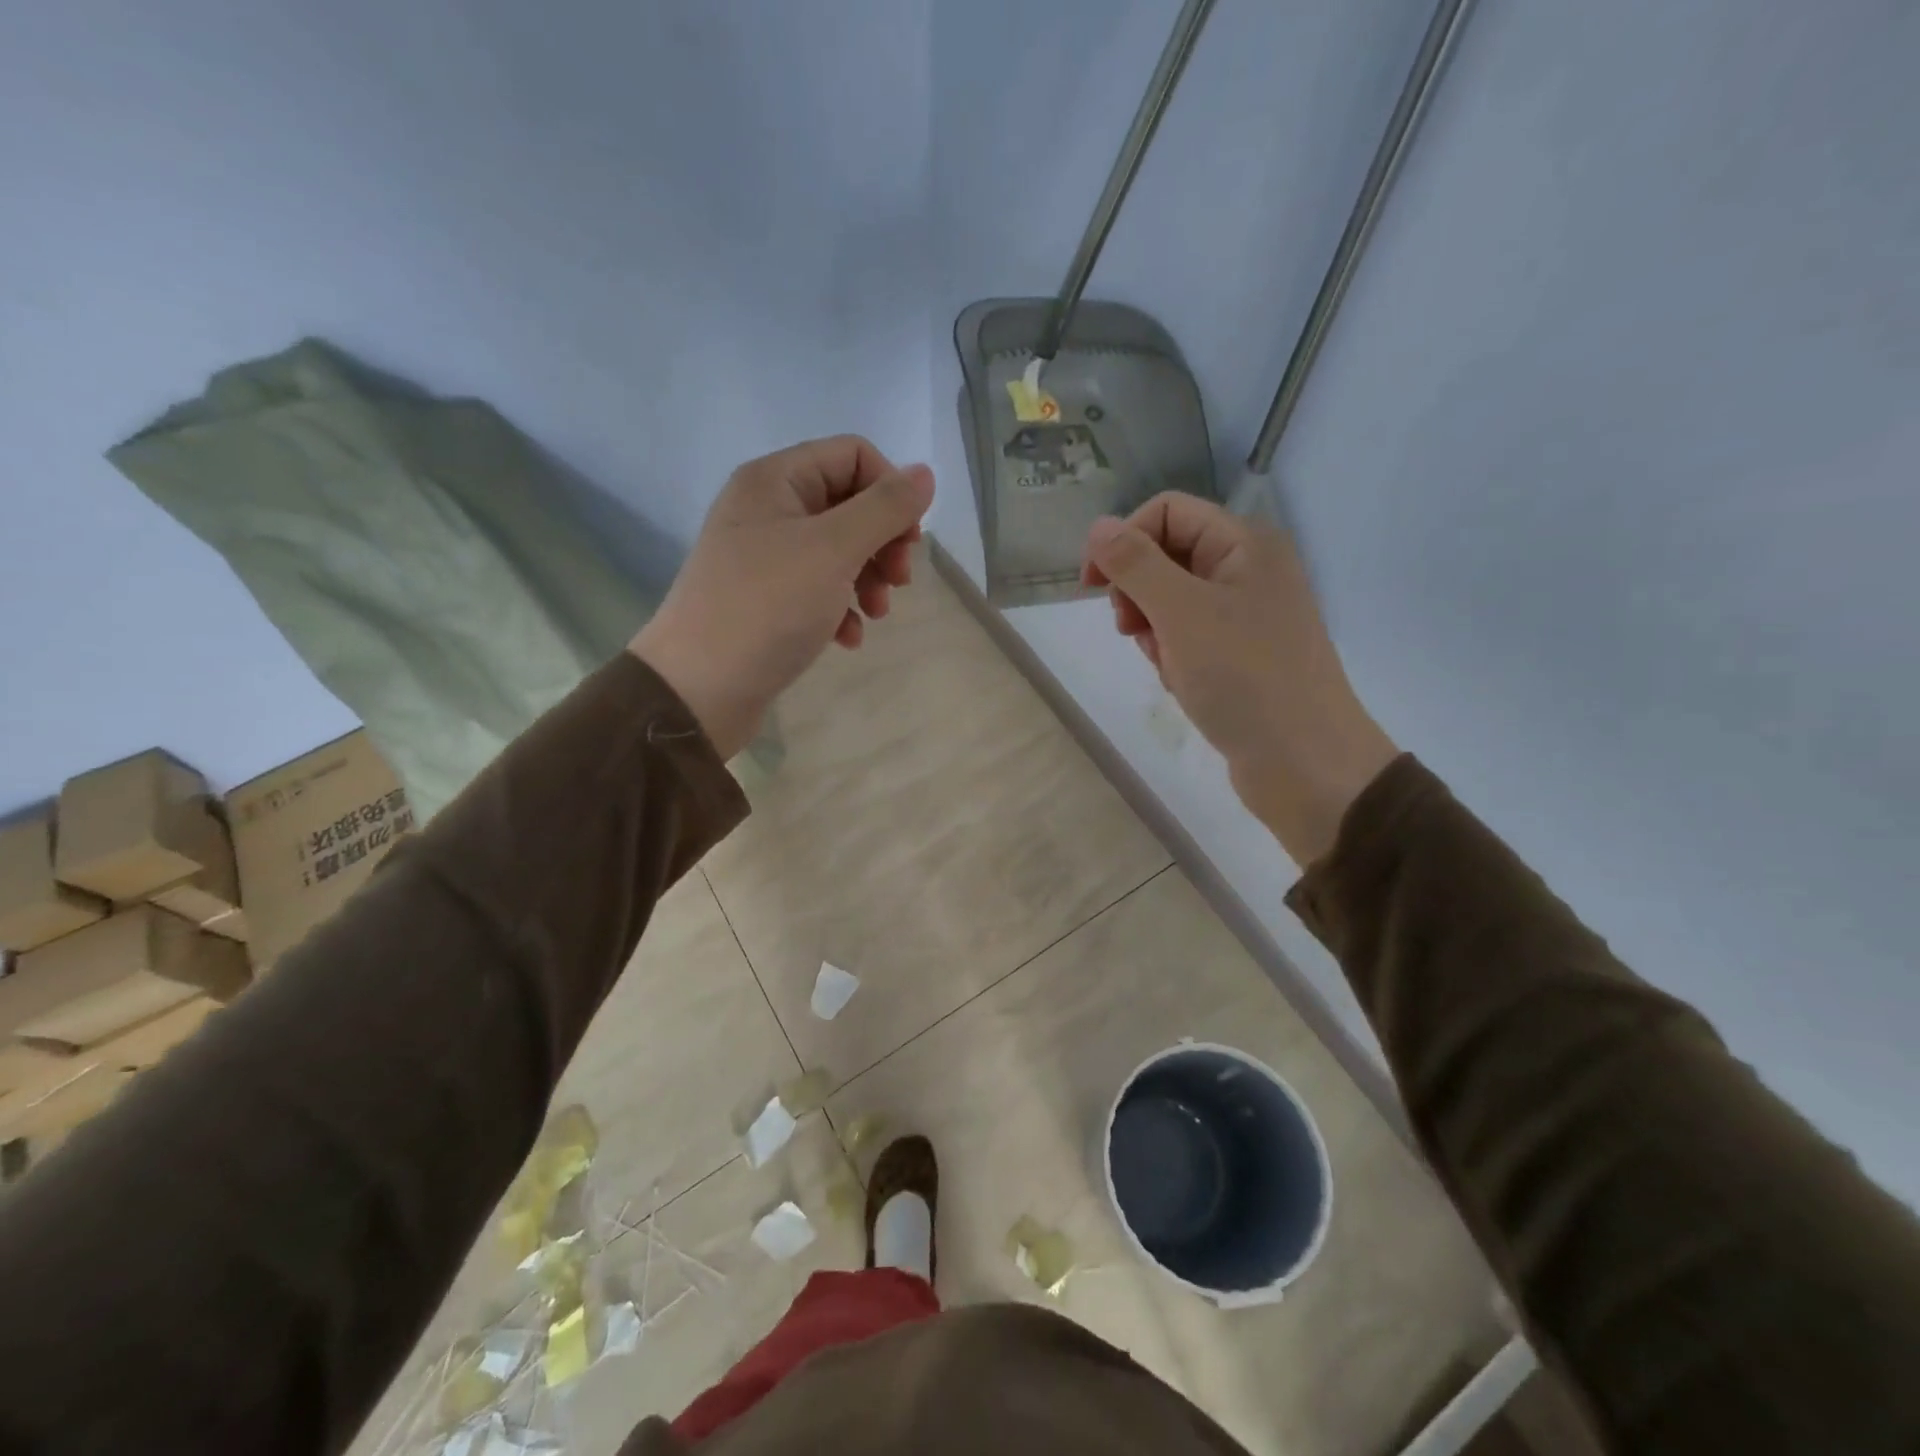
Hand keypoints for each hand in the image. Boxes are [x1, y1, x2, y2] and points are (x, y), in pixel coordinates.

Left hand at [631, 437, 933, 758]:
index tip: (909, 541)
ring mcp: (763, 556)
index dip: (891, 492)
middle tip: (899, 582)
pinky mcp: (765, 599)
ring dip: (868, 579)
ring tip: (876, 615)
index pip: (854, 456)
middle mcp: (767, 508)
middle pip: (849, 504)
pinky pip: (817, 588)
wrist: (699, 688)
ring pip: (838, 550)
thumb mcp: (834, 550)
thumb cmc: (767, 607)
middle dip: (883, 542)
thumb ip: (884, 508)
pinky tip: (847, 638)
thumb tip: (924, 473)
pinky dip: (841, 608)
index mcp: (776, 480)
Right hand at [1082, 494, 1397, 866]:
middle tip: (1133, 631)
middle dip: (1138, 592)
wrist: (1304, 762)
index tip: (1092, 587)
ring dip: (1153, 630)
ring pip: (1171, 602)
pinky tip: (1182, 683)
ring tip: (1168, 665)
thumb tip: (1098, 527)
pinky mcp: (1240, 655)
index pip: (1166, 512)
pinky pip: (1187, 638)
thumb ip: (1135, 564)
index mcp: (1244, 543)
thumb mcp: (1180, 612)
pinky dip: (1173, 656)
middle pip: (1166, 555)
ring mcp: (1246, 615)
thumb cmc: (1244, 676)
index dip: (1123, 540)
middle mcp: (1248, 570)